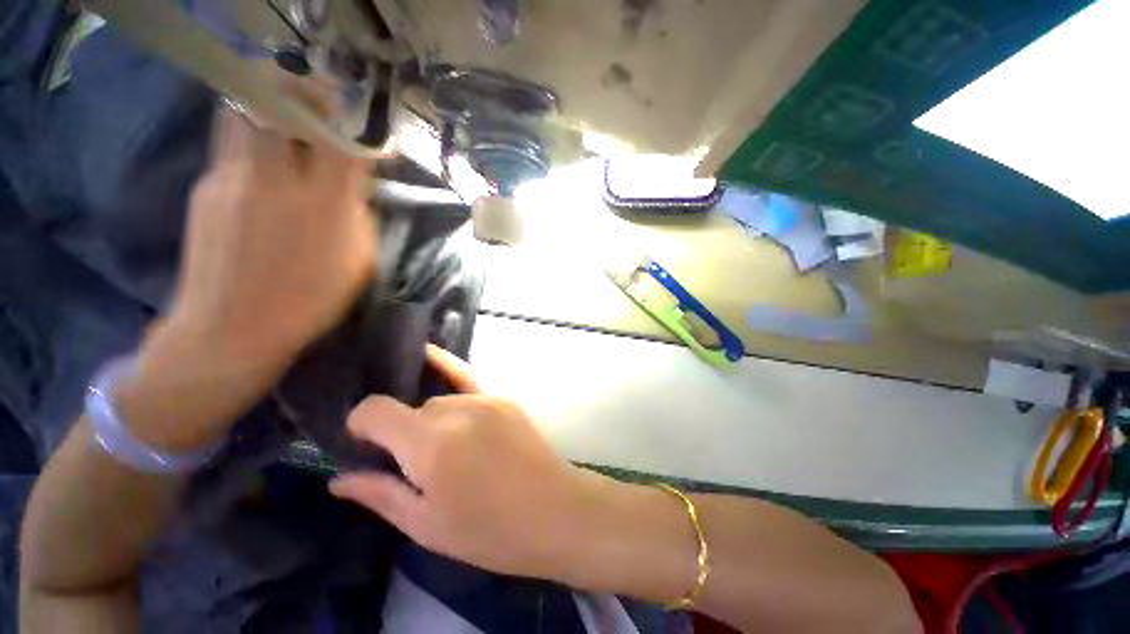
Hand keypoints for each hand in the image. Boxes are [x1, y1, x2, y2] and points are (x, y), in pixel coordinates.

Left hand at [167, 106, 375, 372]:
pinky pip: (232, 149)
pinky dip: (254, 148)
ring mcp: (231, 177)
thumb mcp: (358, 260)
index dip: (353, 123)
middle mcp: (275, 177)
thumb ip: (358, 213)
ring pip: (246, 114)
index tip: (360, 127)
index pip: (339, 137)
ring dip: (269, 110)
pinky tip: (264, 176)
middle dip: (301, 91)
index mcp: (324, 203)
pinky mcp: (205, 186)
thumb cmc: (312, 300)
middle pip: (278, 101)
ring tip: (288, 130)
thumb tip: (352, 182)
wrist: (233, 326)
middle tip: (318, 106)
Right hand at [329, 345, 619, 580]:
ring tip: (441, 447)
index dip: (359, 425)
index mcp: (430, 444)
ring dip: (429, 419)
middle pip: (411, 408)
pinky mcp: (503, 397)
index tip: (363, 447)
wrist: (555, 510)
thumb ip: (381, 494)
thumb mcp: (426, 525)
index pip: (375, 409)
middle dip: (401, 432)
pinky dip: (444, 368)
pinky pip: (466, 377)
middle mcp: (456, 410)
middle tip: (412, 465)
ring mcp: (485, 398)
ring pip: (438, 399)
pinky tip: (428, 355)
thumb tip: (339, 478)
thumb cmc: (489, 531)